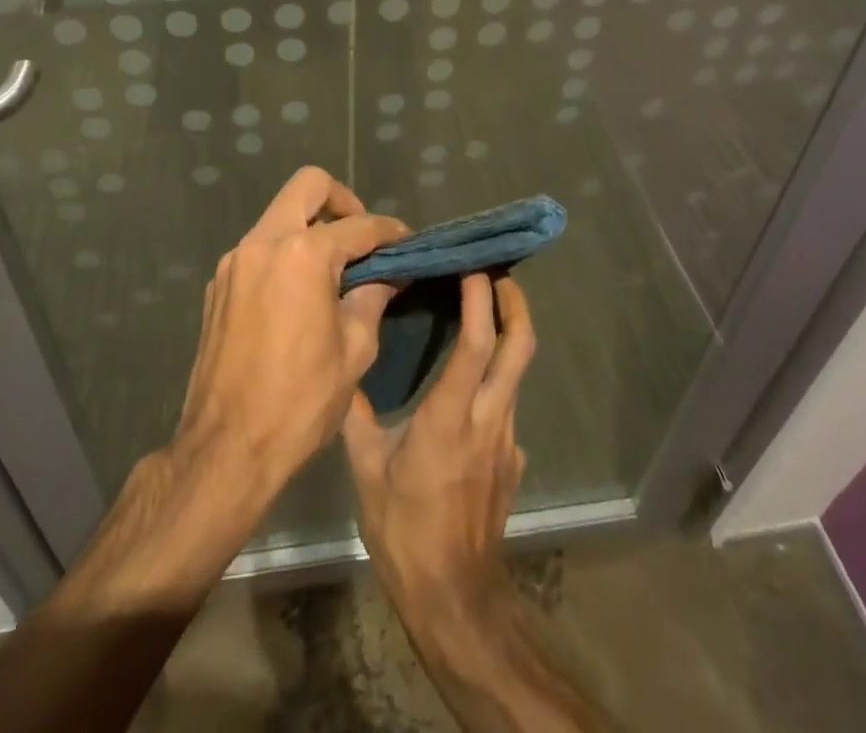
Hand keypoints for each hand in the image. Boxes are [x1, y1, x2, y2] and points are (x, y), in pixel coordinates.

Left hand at [175, 166, 406, 498]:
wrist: (227, 447)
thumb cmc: (301, 401)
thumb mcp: (355, 350)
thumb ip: (373, 298)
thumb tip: (389, 275)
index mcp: (302, 255)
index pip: (358, 225)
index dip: (389, 231)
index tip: (408, 242)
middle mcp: (263, 243)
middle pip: (307, 186)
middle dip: (342, 200)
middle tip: (361, 237)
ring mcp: (235, 261)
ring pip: (279, 216)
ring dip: (310, 229)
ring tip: (334, 270)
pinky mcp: (218, 284)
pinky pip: (259, 249)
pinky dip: (285, 255)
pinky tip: (299, 295)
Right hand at [342, 273, 535, 628]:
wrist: (456, 600)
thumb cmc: (405, 531)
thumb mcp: (367, 471)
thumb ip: (358, 416)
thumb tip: (346, 372)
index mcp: (450, 417)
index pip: (476, 344)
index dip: (480, 299)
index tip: (473, 265)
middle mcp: (488, 420)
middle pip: (519, 348)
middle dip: (515, 304)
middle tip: (497, 272)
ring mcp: (507, 440)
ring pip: (516, 372)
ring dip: (507, 334)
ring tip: (481, 309)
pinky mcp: (512, 459)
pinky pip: (507, 401)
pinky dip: (496, 374)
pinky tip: (468, 379)